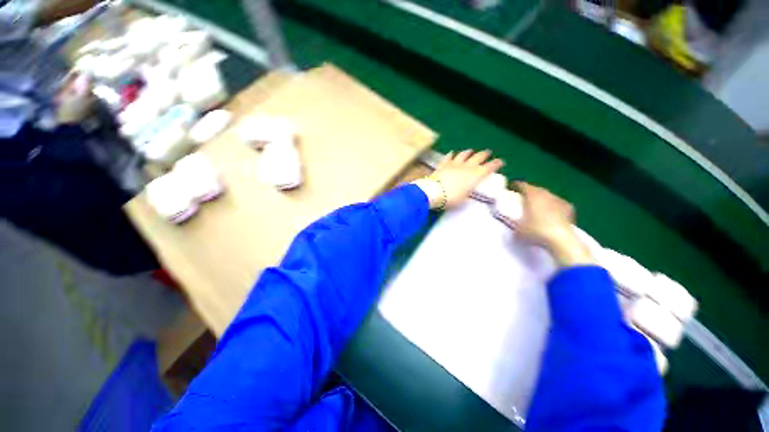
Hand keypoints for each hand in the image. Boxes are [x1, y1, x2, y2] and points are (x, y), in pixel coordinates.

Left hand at [412, 150, 503, 209]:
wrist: (433, 192)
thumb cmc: (451, 198)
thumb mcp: (463, 199)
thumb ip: (467, 192)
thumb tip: (468, 191)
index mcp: (475, 175)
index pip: (489, 167)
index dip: (496, 164)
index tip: (501, 162)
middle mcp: (466, 167)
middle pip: (478, 157)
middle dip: (484, 154)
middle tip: (488, 153)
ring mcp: (453, 164)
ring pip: (463, 155)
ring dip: (468, 152)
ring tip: (471, 151)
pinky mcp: (443, 165)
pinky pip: (448, 157)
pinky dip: (451, 154)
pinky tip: (452, 152)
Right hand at [514, 182, 593, 266]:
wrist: (561, 239)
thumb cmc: (536, 231)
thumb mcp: (517, 228)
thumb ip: (512, 221)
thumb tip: (508, 220)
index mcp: (532, 196)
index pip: (523, 185)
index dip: (516, 185)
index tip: (512, 187)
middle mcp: (545, 194)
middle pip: (536, 188)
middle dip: (530, 191)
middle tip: (523, 196)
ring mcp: (558, 200)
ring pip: (548, 195)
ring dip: (541, 197)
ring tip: (537, 204)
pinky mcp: (568, 208)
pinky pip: (558, 203)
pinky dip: (552, 205)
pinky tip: (551, 211)